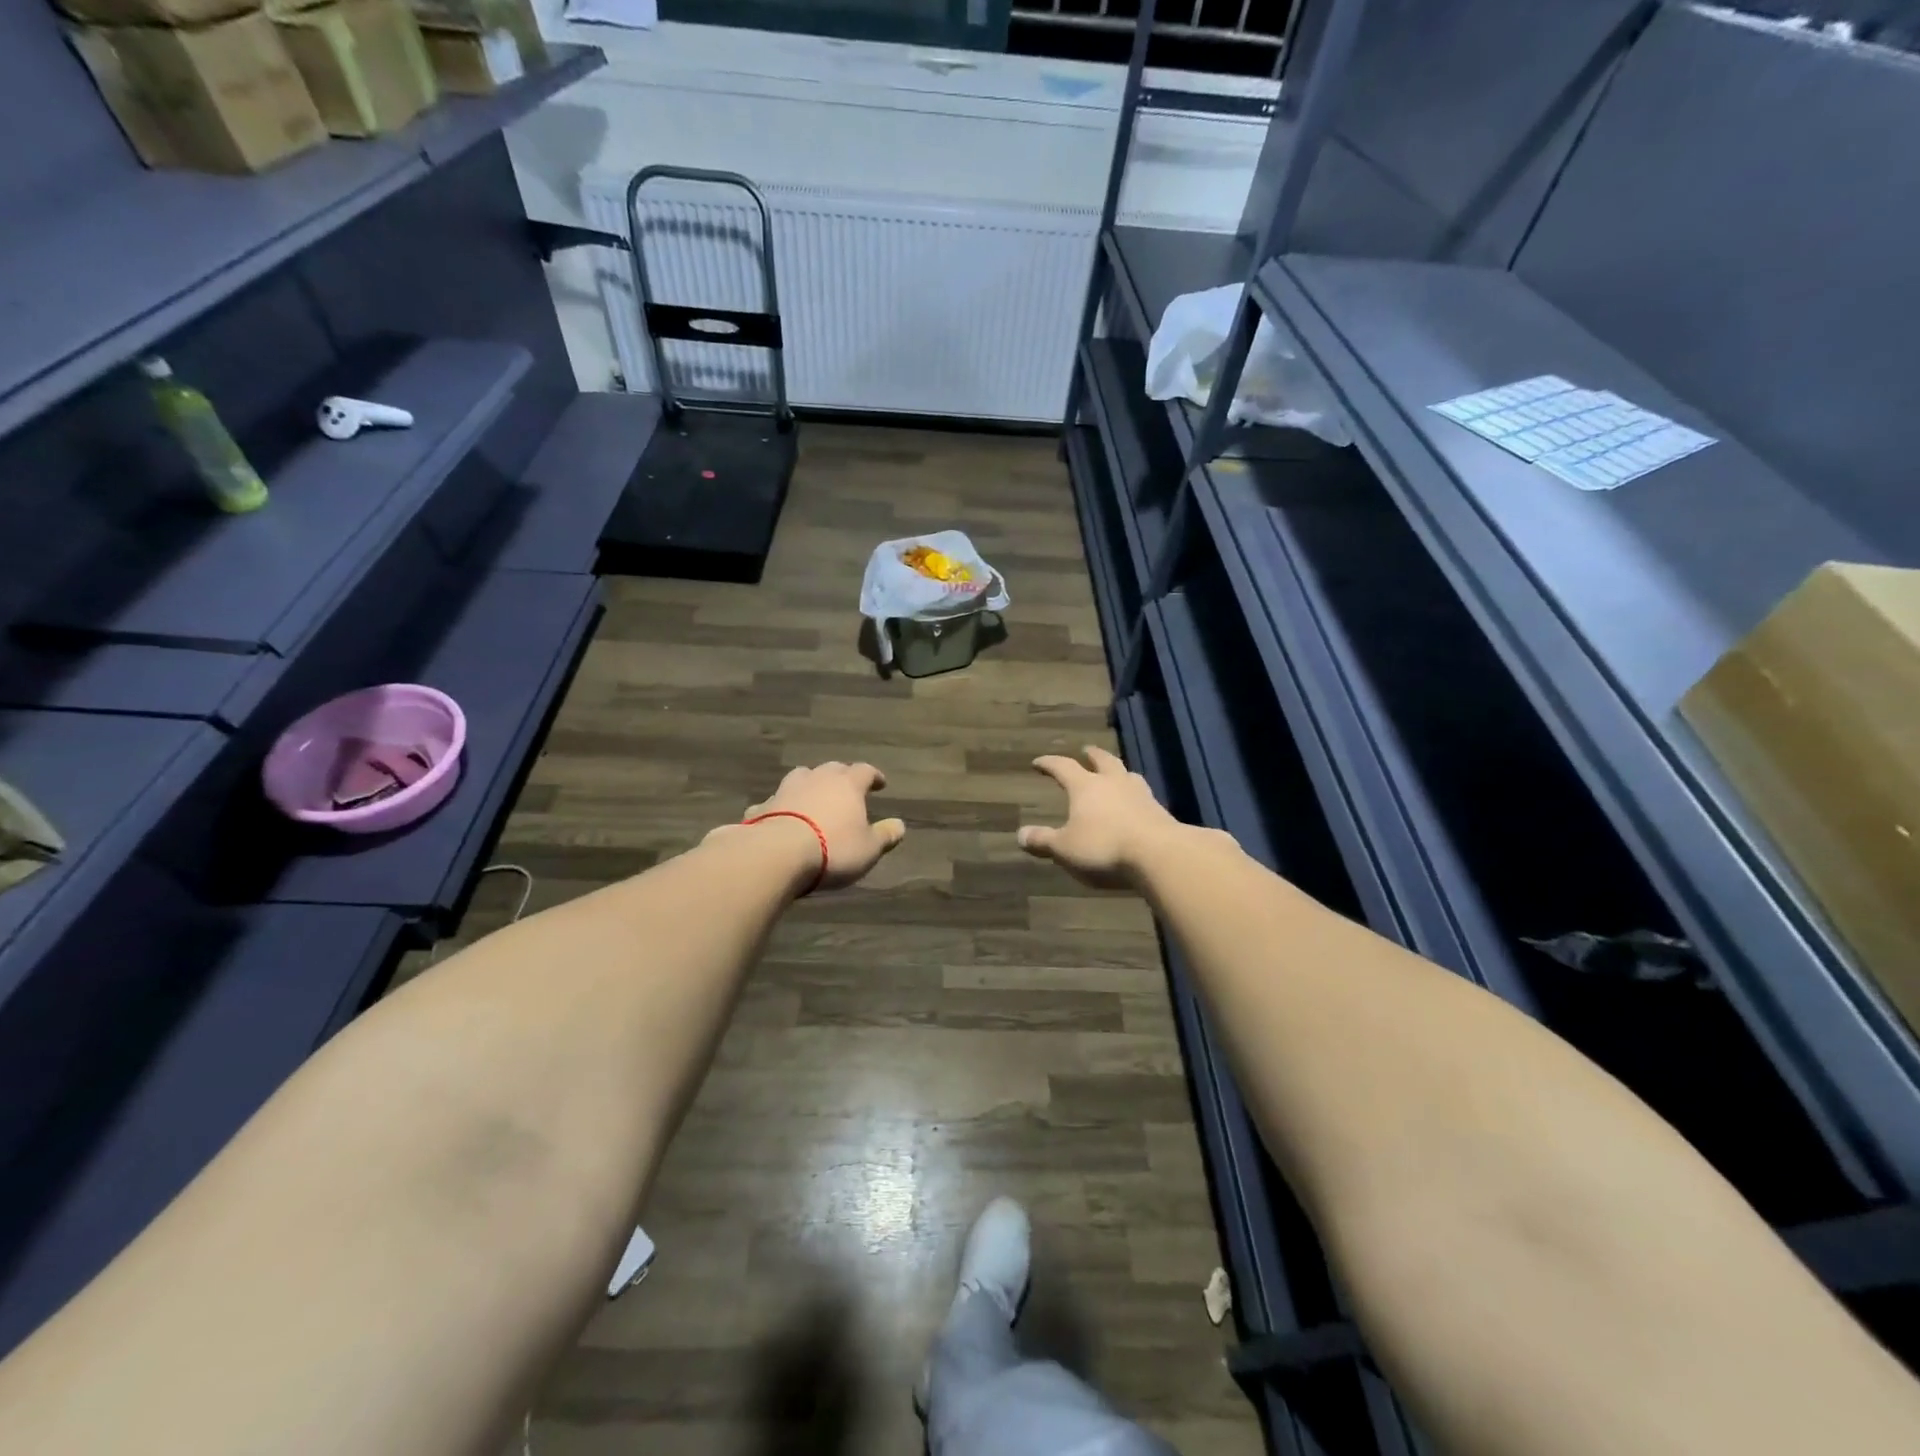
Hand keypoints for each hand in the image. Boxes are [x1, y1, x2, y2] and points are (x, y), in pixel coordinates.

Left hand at [708, 762, 905, 891]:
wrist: (777, 854)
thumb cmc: (833, 849)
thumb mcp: (869, 849)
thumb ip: (885, 835)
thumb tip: (900, 825)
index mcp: (847, 784)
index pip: (865, 771)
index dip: (874, 776)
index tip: (880, 784)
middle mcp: (817, 778)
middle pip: (832, 769)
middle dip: (841, 777)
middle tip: (846, 788)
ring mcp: (787, 789)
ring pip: (801, 777)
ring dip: (809, 784)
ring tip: (813, 796)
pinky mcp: (763, 807)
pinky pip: (775, 802)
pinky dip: (780, 807)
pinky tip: (779, 817)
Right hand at [1018, 745, 1182, 889]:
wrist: (1159, 855)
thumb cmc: (1104, 847)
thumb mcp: (1065, 848)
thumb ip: (1043, 840)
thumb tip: (1020, 834)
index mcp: (1086, 786)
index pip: (1063, 767)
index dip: (1049, 764)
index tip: (1039, 762)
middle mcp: (1113, 783)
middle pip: (1103, 761)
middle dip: (1092, 755)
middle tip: (1087, 750)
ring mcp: (1140, 795)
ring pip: (1127, 774)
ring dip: (1118, 772)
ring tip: (1115, 773)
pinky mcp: (1160, 811)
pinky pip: (1143, 795)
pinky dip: (1134, 795)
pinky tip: (1135, 804)